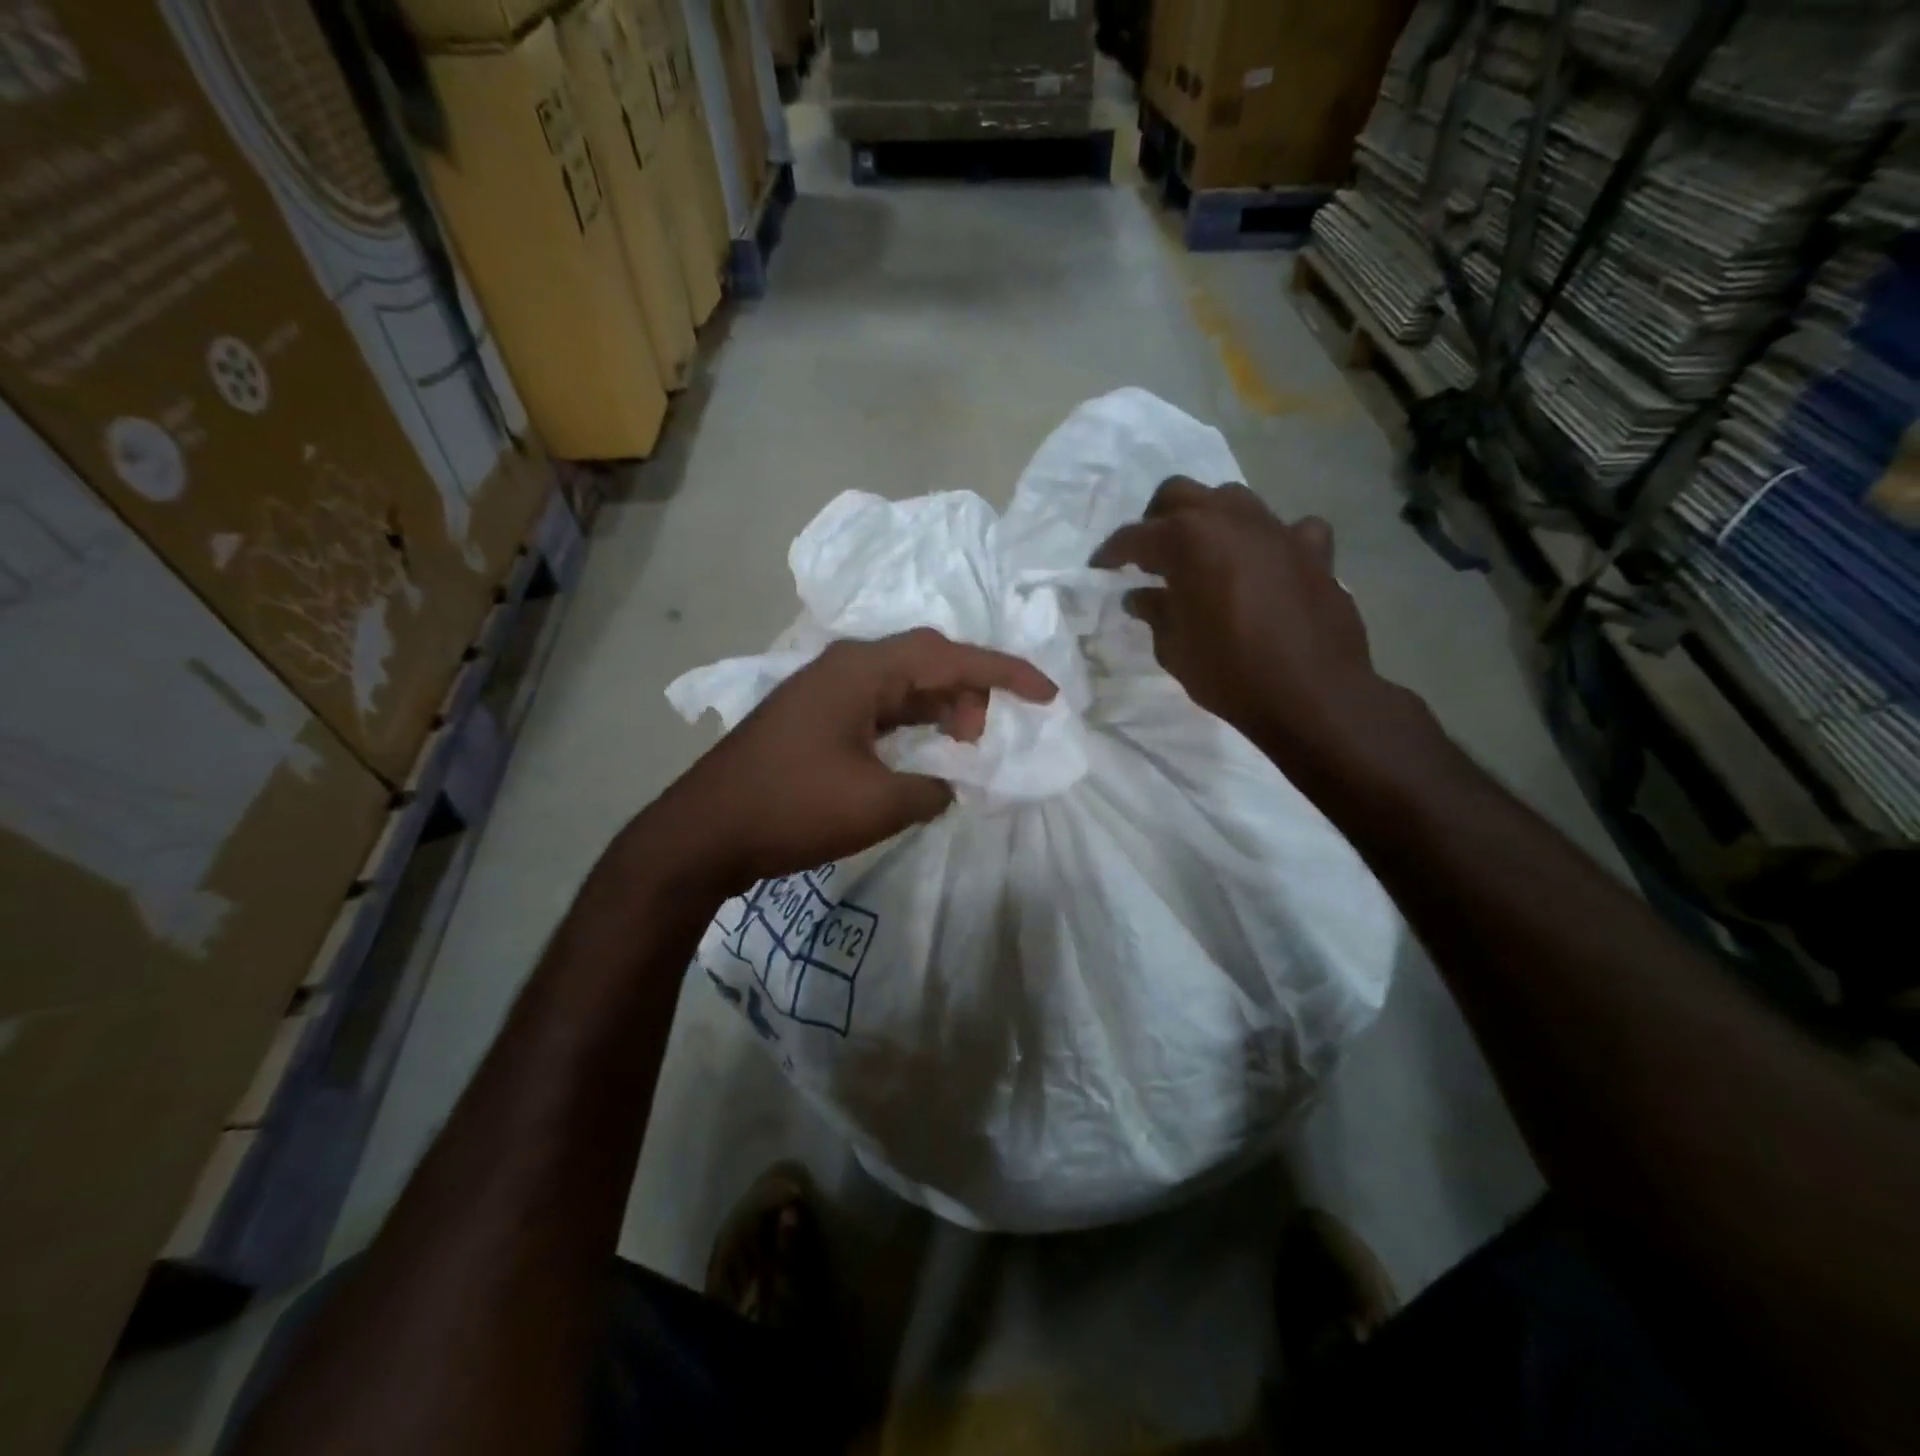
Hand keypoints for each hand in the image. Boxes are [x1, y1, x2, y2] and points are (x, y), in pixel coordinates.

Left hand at [653, 629, 1055, 893]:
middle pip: (927, 660)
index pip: (951, 656)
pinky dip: (909, 724)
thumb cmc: (792, 808)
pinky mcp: (815, 715)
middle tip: (981, 740)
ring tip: (958, 749)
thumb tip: (946, 784)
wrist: (704, 832)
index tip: (1047, 695)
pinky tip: (919, 753)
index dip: (1006, 673)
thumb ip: (931, 789)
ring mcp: (826, 689)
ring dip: (938, 709)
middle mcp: (846, 665)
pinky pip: (878, 706)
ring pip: (902, 683)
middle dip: (969, 692)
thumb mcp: (878, 804)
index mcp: (863, 670)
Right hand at [1091, 478, 1413, 782]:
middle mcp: (1231, 519)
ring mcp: (1277, 529)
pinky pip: (1289, 529)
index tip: (1099, 568)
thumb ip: (1155, 613)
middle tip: (1148, 555)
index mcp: (1188, 540)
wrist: (1313, 694)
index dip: (1111, 552)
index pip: (1135, 536)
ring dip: (1210, 520)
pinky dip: (1271, 541)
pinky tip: (1267, 564)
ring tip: (1202, 555)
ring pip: (1233, 499)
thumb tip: (1140, 597)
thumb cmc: (1230, 672)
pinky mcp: (1314, 550)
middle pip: (1180, 494)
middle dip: (1156, 519)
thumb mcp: (1175, 648)